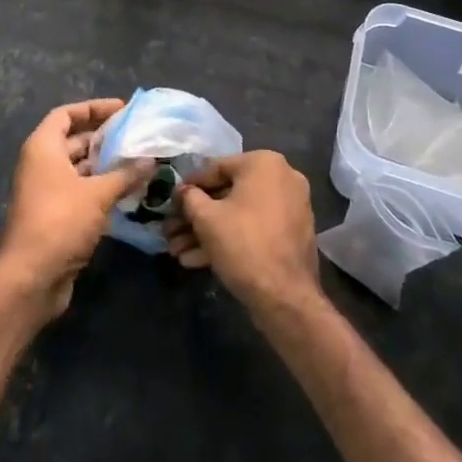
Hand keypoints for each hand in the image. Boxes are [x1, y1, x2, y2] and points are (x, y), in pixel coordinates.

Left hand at [0, 99, 150, 318]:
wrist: (30, 279)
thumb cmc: (60, 222)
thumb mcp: (98, 194)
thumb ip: (125, 174)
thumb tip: (151, 160)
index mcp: (43, 148)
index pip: (66, 114)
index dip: (93, 108)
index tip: (122, 110)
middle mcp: (41, 165)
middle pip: (73, 140)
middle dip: (104, 137)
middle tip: (136, 136)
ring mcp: (45, 192)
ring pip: (78, 168)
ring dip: (105, 165)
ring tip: (137, 162)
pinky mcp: (53, 216)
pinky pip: (79, 192)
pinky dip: (100, 188)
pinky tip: (127, 192)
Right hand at [163, 151, 320, 313]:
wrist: (286, 298)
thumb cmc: (243, 245)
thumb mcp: (206, 218)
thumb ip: (189, 198)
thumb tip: (182, 191)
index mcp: (264, 163)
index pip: (216, 168)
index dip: (189, 187)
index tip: (170, 202)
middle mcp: (282, 178)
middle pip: (227, 194)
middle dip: (196, 216)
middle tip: (171, 232)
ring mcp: (290, 207)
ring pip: (239, 214)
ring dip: (207, 232)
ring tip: (178, 252)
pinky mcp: (290, 234)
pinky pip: (254, 229)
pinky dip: (229, 239)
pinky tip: (197, 260)